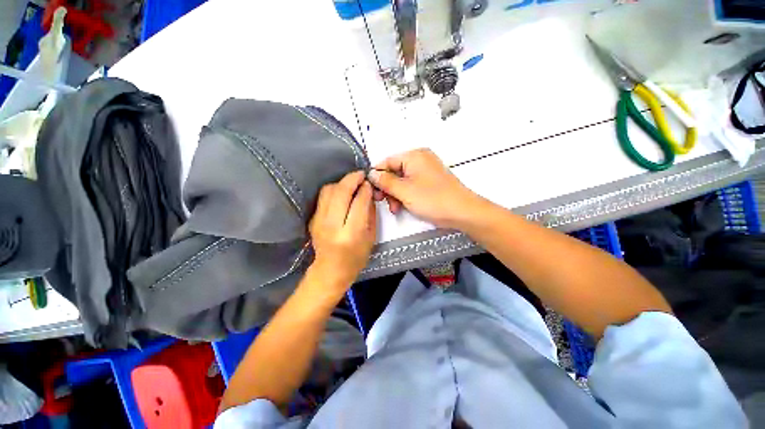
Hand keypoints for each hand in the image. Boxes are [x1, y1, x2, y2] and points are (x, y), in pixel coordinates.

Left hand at [308, 171, 376, 291]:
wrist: (330, 270)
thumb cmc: (356, 258)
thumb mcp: (371, 237)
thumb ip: (370, 213)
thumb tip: (368, 192)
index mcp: (351, 234)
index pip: (359, 202)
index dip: (365, 189)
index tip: (369, 183)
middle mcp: (332, 225)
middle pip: (341, 192)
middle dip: (352, 179)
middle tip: (361, 175)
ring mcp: (319, 221)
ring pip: (329, 191)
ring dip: (342, 182)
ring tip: (352, 183)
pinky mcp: (313, 219)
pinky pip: (323, 197)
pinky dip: (334, 189)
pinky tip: (342, 192)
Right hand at [368, 149, 481, 228]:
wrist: (461, 212)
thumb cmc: (433, 199)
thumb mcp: (404, 191)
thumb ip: (385, 181)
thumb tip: (372, 174)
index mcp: (414, 156)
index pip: (387, 161)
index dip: (377, 175)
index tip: (371, 189)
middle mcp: (420, 160)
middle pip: (394, 171)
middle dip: (387, 188)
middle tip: (382, 200)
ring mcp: (426, 171)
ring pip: (402, 181)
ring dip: (395, 194)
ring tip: (395, 208)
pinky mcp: (429, 182)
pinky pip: (411, 185)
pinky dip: (405, 195)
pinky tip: (402, 206)